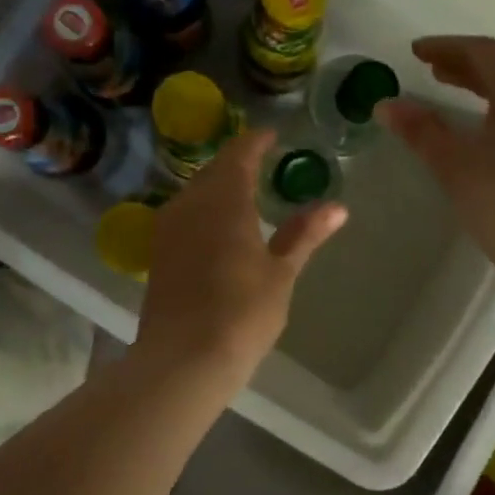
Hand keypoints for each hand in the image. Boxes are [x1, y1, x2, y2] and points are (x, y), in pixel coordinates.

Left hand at [134, 129, 346, 389]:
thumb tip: (337, 207)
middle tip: (261, 162)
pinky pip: (184, 215)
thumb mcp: (280, 273)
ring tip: (243, 192)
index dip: (256, 142)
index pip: (239, 155)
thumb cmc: (242, 312)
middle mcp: (190, 204)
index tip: (271, 135)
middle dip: (237, 163)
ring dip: (218, 186)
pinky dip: (204, 210)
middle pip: (213, 171)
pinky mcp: (157, 253)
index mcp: (224, 200)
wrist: (183, 358)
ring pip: (195, 192)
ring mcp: (168, 228)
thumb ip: (304, 234)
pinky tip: (217, 226)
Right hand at [380, 37, 494, 289]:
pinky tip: (490, 137)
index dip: (447, 48)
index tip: (416, 53)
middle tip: (433, 72)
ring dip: (487, 92)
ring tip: (458, 100)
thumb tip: (386, 105)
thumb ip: (421, 130)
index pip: (485, 53)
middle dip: (466, 69)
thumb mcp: (455, 164)